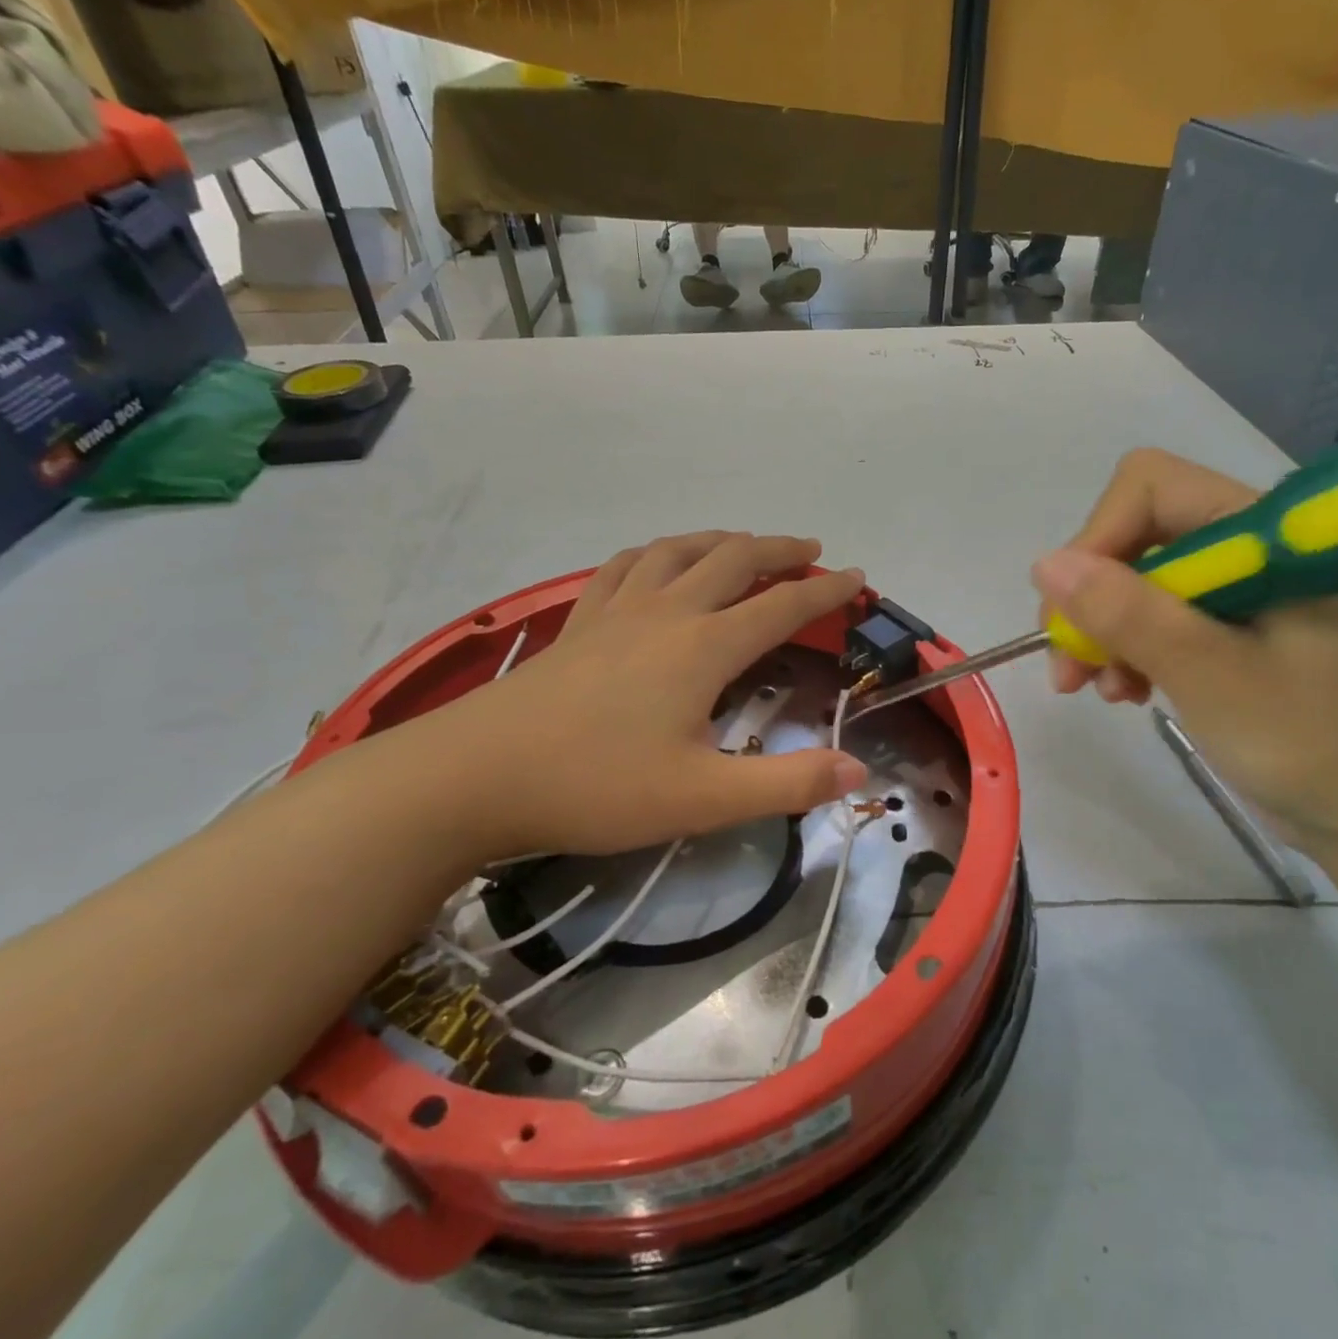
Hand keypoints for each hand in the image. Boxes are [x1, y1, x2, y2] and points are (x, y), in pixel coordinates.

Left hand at [384, 533, 868, 860]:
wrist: (477, 775)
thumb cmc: (597, 786)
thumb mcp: (704, 798)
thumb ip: (787, 785)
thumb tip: (859, 773)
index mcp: (704, 647)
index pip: (782, 606)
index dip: (826, 592)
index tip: (858, 579)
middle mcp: (666, 613)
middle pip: (733, 559)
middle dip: (779, 550)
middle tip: (810, 550)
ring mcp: (616, 612)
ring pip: (677, 551)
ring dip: (718, 540)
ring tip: (741, 543)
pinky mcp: (578, 623)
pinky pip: (622, 567)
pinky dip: (652, 554)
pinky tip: (653, 562)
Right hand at [1031, 450, 1337, 860]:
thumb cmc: (1309, 743)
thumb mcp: (1210, 673)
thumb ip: (1129, 613)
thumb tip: (1046, 563)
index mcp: (1260, 535)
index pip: (1151, 487)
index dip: (1099, 537)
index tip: (1073, 609)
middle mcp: (1244, 551)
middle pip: (1134, 536)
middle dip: (1090, 597)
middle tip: (1068, 663)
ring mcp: (1235, 594)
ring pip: (1135, 582)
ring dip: (1101, 631)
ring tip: (1100, 689)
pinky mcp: (1226, 635)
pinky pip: (1153, 620)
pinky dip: (1126, 652)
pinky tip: (1128, 693)